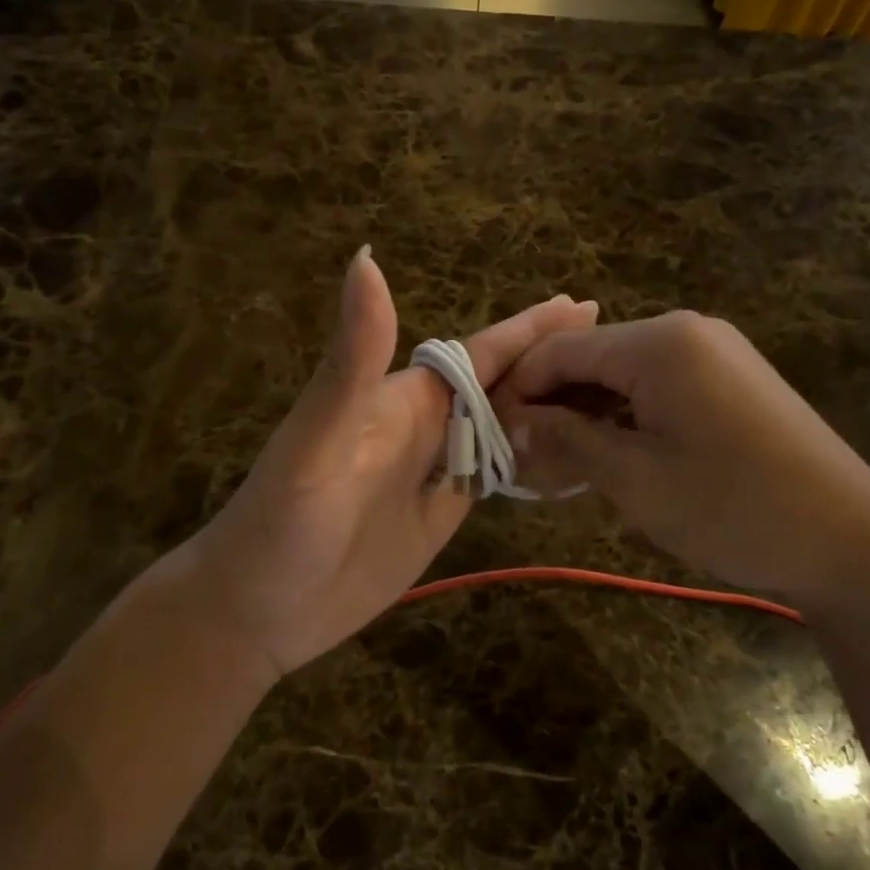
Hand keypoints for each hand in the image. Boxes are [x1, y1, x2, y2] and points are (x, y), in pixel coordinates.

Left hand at [161, 248, 596, 681]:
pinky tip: (565, 455)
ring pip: (506, 427)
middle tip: (612, 346)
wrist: (257, 611)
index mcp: (407, 398)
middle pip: (503, 384)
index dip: (531, 328)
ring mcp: (436, 471)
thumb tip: (365, 257)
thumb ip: (352, 359)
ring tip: (604, 396)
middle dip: (553, 361)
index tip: (585, 307)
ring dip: (550, 408)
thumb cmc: (282, 522)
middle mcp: (427, 425)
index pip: (482, 353)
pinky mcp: (441, 515)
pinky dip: (534, 459)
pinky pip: (498, 475)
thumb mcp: (317, 438)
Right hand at [494, 312, 869, 607]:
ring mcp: (714, 354)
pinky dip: (629, 421)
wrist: (852, 541)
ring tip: (570, 474)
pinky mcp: (733, 381)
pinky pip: (660, 389)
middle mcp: (685, 332)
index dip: (520, 390)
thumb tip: (511, 423)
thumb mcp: (635, 479)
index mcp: (658, 342)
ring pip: (624, 377)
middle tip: (531, 467)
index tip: (495, 437)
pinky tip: (619, 462)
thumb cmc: (733, 507)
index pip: (560, 350)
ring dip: (591, 419)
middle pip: (592, 359)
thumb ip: (566, 441)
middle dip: (555, 408)